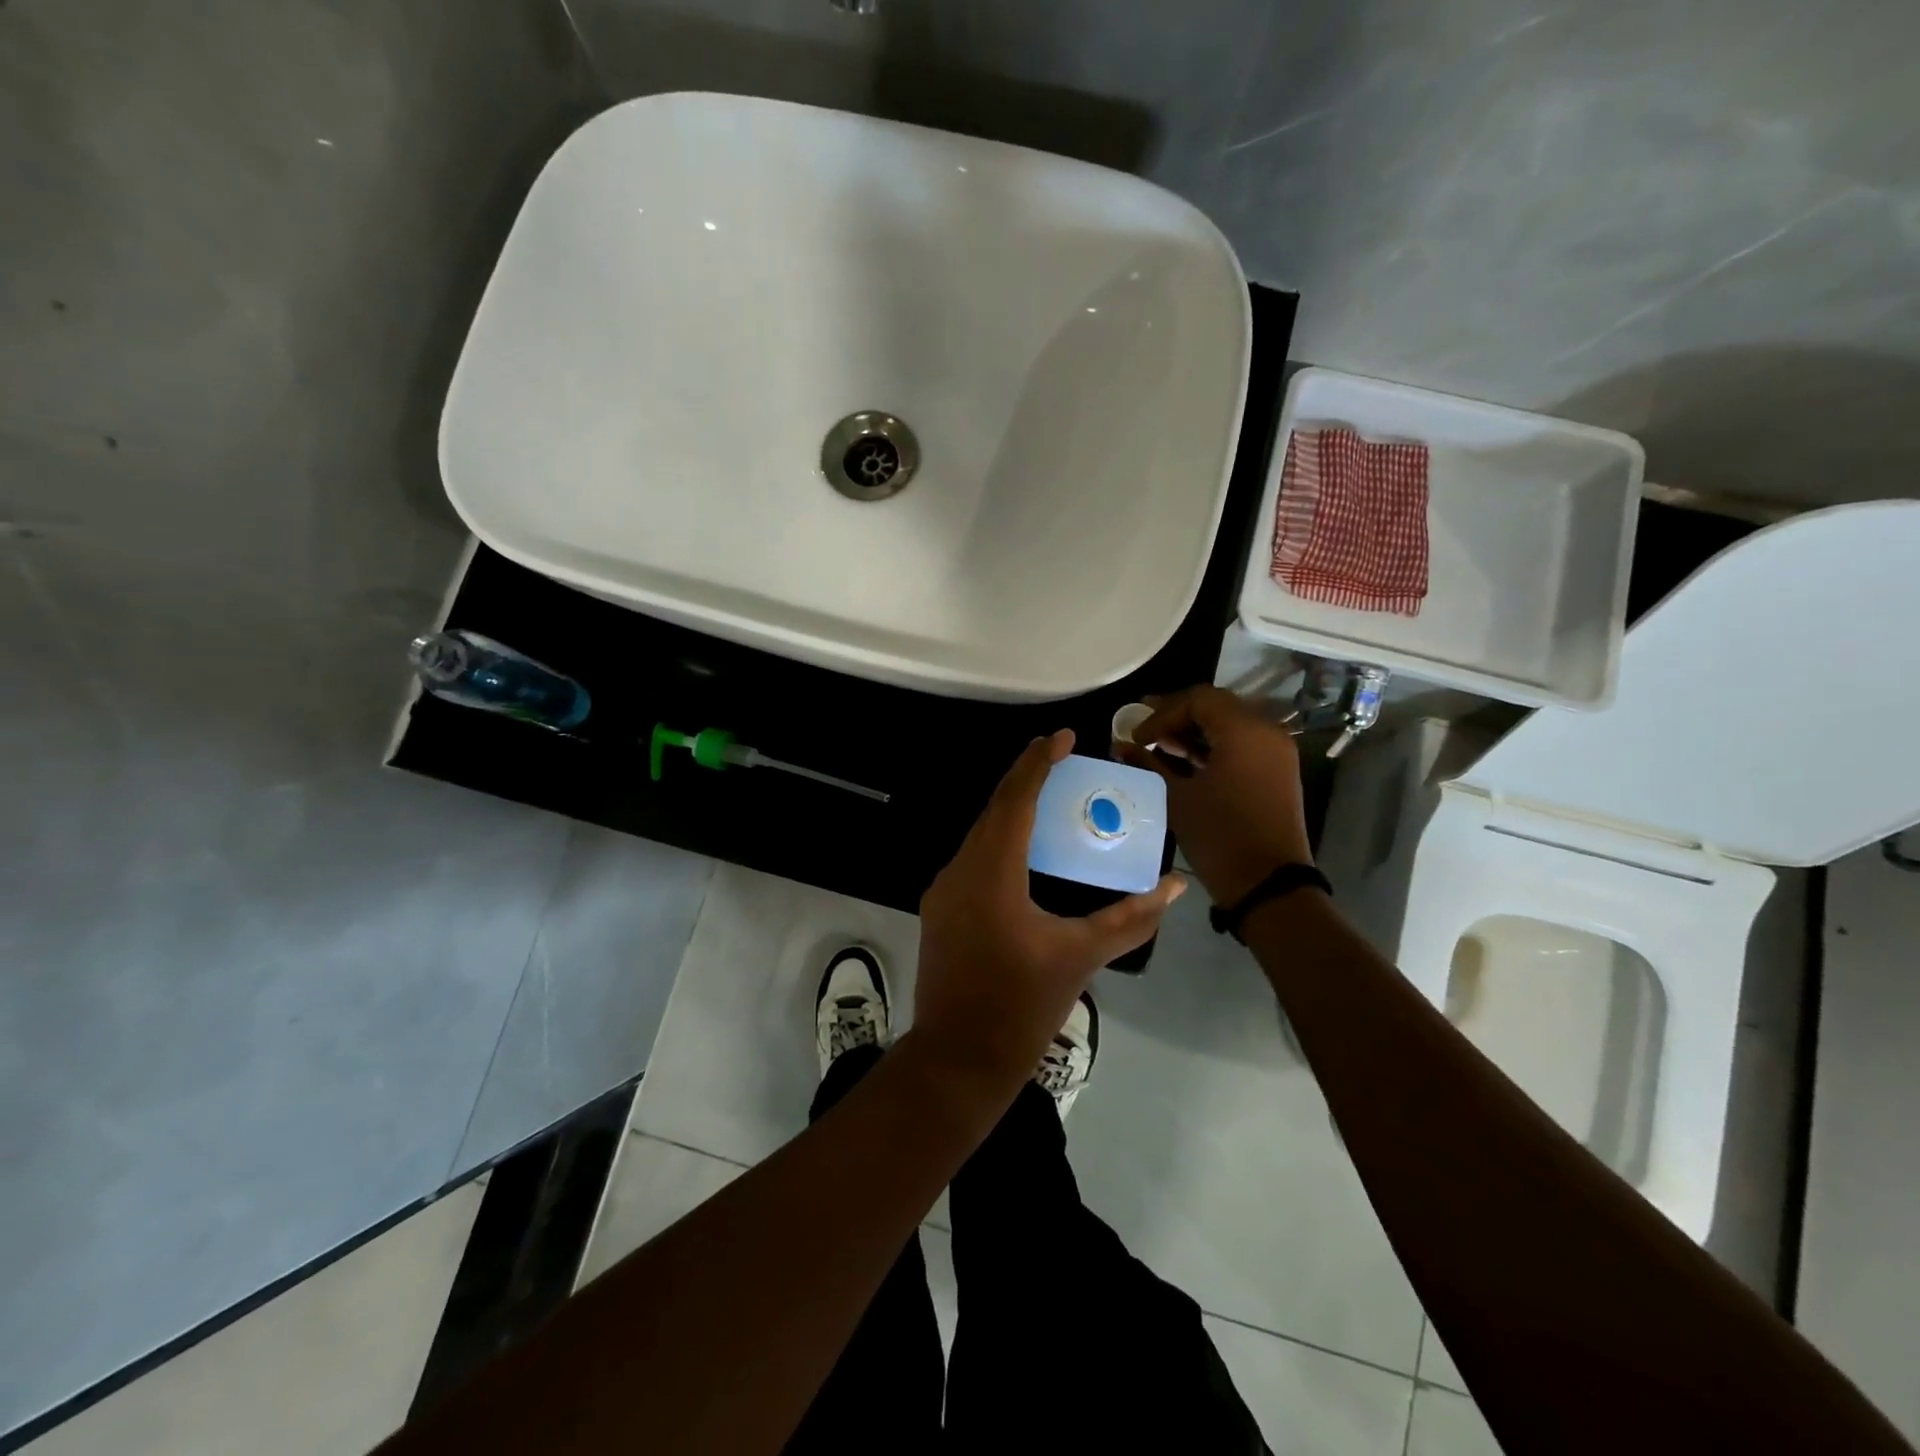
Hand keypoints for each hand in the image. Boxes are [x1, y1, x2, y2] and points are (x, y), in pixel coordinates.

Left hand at [912, 730, 1185, 1096]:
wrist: (959, 1059)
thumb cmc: (1022, 1006)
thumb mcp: (1081, 957)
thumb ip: (1130, 919)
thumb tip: (1173, 887)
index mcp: (992, 873)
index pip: (1016, 800)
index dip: (1039, 762)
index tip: (1064, 736)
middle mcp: (960, 870)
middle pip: (995, 809)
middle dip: (1026, 777)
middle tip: (1060, 756)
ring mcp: (944, 889)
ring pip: (981, 833)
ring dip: (1013, 809)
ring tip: (1049, 794)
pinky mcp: (941, 908)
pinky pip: (974, 857)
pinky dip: (1001, 840)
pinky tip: (1025, 849)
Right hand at [1115, 685, 1312, 906]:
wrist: (1268, 885)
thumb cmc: (1219, 835)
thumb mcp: (1176, 796)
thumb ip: (1147, 763)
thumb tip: (1119, 746)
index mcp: (1244, 730)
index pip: (1198, 699)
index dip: (1162, 712)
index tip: (1137, 736)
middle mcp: (1266, 732)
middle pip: (1216, 706)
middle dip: (1177, 716)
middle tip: (1144, 732)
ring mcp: (1276, 752)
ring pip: (1229, 725)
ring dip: (1194, 731)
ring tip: (1159, 747)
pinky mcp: (1277, 772)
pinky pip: (1241, 744)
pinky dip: (1213, 747)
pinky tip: (1184, 762)